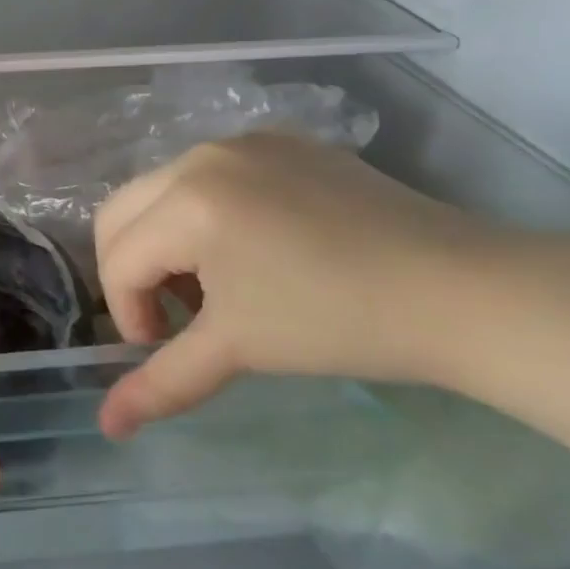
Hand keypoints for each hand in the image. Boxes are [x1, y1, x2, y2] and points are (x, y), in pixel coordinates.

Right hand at [95, 135, 516, 439]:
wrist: (461, 289)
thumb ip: (162, 383)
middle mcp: (201, 156)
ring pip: (162, 190)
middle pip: (122, 213)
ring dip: (165, 242)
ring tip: (215, 287)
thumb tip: (108, 426)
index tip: (163, 349)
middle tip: (173, 317)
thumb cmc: (337, 321)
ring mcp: (242, 142)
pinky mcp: (279, 142)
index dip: (128, 314)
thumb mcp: (239, 349)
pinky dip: (204, 214)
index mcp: (186, 200)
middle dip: (132, 270)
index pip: (118, 259)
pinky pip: (210, 175)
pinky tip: (253, 252)